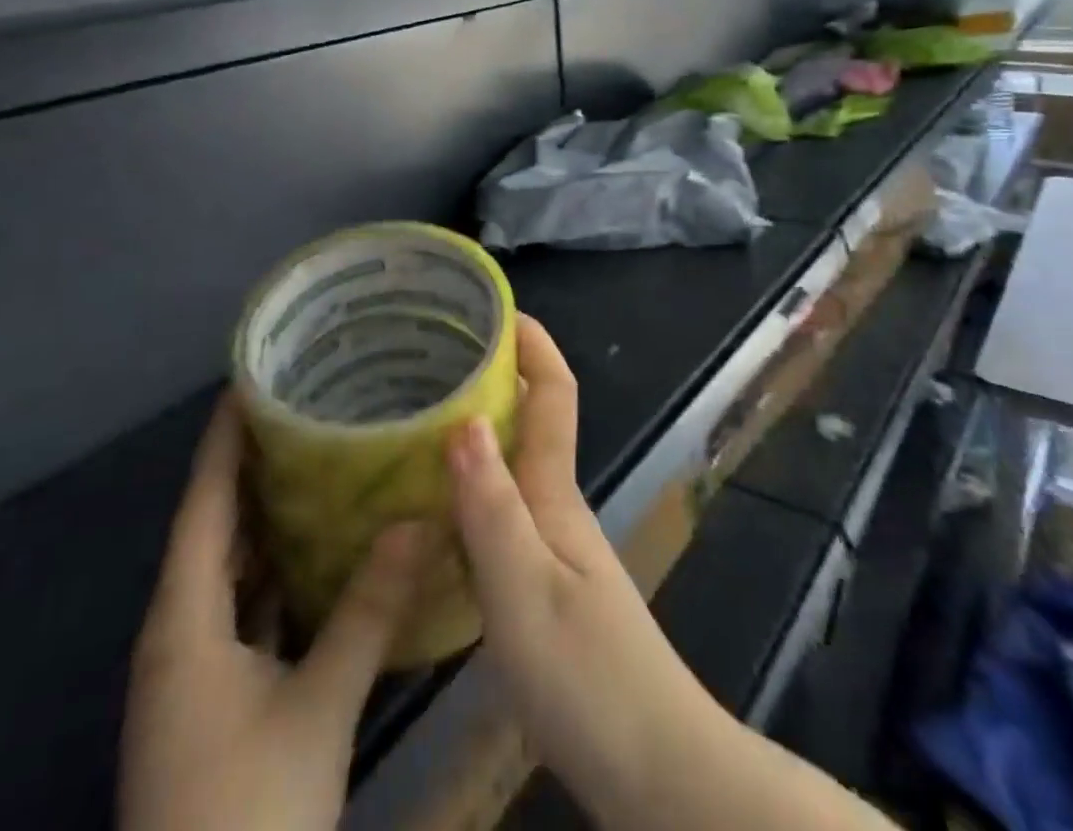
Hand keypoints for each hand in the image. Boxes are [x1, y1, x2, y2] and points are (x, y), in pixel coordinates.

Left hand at [120, 394, 426, 830]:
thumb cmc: (245, 813)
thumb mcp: (317, 708)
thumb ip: (367, 610)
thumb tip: (418, 520)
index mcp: (184, 619)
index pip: (203, 503)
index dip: (224, 440)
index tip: (252, 380)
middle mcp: (179, 632)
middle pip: (213, 528)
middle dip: (252, 467)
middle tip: (305, 409)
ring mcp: (194, 669)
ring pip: (229, 570)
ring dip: (266, 519)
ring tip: (318, 460)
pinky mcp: (214, 699)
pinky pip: (244, 609)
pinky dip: (275, 572)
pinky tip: (317, 553)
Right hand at [444, 315, 721, 824]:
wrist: (654, 767)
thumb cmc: (587, 674)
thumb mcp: (524, 590)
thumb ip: (492, 507)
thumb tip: (464, 417)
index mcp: (556, 492)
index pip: (555, 391)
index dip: (532, 341)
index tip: (492, 305)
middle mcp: (556, 504)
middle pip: (530, 417)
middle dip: (491, 374)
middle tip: (428, 357)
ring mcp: (554, 543)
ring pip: (512, 462)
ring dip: (476, 428)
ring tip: (417, 415)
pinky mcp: (544, 581)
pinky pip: (503, 507)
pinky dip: (471, 484)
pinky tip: (434, 503)